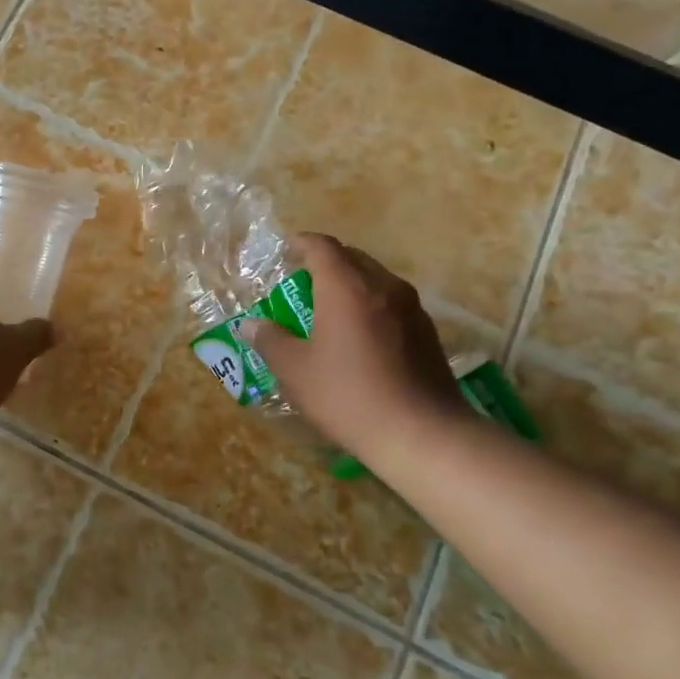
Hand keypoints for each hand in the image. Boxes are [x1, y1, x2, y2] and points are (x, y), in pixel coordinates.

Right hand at [237, 234, 469, 458]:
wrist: (422, 434)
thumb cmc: (348, 395)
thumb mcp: (295, 371)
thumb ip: (270, 340)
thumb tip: (251, 325)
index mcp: (346, 287)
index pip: (322, 246)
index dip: (301, 243)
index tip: (285, 251)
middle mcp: (383, 286)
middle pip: (352, 257)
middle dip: (325, 263)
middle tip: (302, 283)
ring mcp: (411, 309)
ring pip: (375, 279)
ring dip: (350, 285)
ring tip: (329, 310)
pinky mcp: (427, 332)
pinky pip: (392, 303)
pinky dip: (370, 306)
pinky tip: (359, 336)